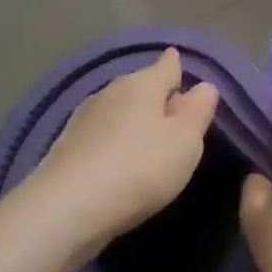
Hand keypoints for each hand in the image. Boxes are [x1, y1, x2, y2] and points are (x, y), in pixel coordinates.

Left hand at [29, 48, 220, 248]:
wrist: (68, 207)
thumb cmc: (139, 168)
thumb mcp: (185, 141)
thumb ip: (198, 111)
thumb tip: (203, 86)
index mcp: (142, 84)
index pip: (166, 65)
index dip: (177, 66)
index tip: (180, 64)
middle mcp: (110, 92)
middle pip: (141, 87)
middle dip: (157, 97)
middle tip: (176, 116)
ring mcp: (84, 118)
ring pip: (119, 110)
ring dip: (134, 121)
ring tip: (150, 140)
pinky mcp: (67, 146)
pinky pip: (102, 134)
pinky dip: (115, 141)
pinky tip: (121, 160)